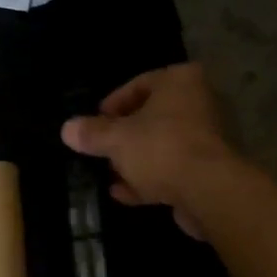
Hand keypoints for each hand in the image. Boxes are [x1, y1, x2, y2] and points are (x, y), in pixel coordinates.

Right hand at [61, 64, 234, 238]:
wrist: (208, 191)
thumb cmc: (160, 148)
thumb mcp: (115, 138)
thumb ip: (91, 133)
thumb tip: (67, 129)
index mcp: (179, 82)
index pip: (139, 84)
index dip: (112, 104)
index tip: (95, 123)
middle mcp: (198, 103)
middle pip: (151, 117)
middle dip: (124, 136)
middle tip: (101, 149)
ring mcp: (206, 138)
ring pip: (161, 145)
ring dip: (135, 161)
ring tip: (109, 175)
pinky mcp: (209, 170)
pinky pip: (172, 169)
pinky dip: (149, 179)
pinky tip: (124, 194)